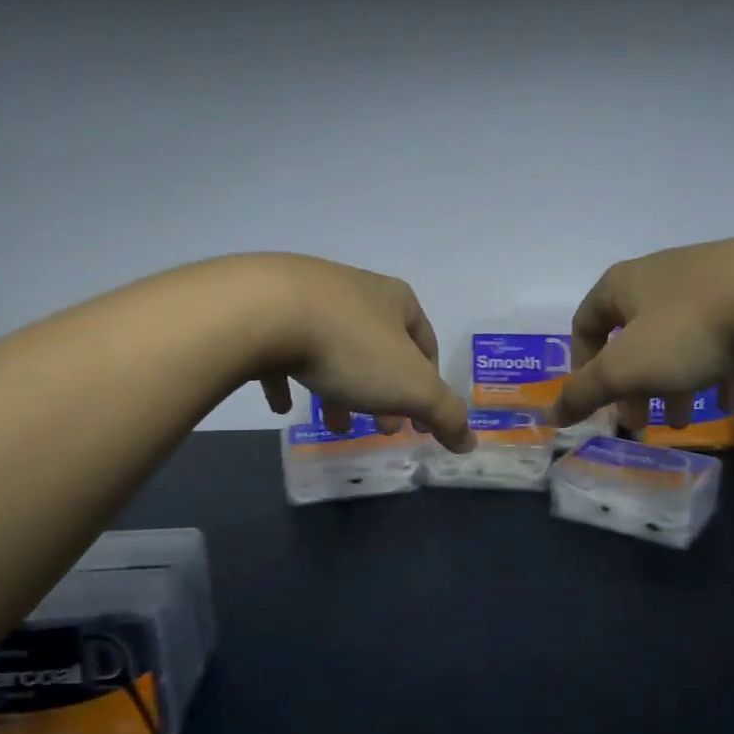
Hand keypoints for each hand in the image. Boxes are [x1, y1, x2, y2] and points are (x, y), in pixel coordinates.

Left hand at [247, 255, 474, 451]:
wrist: (262, 311)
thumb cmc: (350, 347)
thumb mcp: (411, 386)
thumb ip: (445, 414)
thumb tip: (470, 441)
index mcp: (396, 301)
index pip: (426, 345)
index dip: (428, 387)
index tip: (419, 424)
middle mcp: (355, 291)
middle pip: (379, 350)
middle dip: (384, 393)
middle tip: (382, 428)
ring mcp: (307, 296)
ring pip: (333, 351)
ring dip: (340, 390)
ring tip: (333, 426)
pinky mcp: (265, 309)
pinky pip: (284, 350)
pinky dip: (289, 379)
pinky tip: (283, 405)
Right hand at [549, 236, 733, 430]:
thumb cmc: (688, 330)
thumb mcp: (626, 369)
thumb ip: (584, 392)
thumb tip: (551, 414)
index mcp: (623, 285)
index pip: (586, 323)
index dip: (581, 364)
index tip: (596, 401)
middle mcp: (660, 275)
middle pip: (634, 336)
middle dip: (633, 385)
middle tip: (641, 422)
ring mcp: (707, 279)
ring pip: (678, 339)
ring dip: (674, 382)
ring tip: (687, 421)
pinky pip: (721, 335)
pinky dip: (715, 368)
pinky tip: (728, 400)